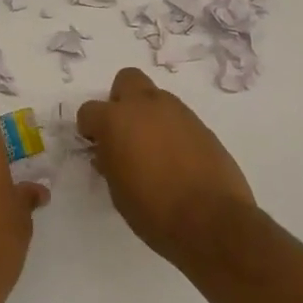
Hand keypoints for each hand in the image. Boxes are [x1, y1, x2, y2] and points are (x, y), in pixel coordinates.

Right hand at [77, 68, 255, 262]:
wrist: (212, 221)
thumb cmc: (154, 211)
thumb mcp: (118, 191)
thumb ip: (109, 162)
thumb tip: (108, 152)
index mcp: (116, 120)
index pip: (89, 110)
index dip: (90, 128)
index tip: (96, 145)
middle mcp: (146, 106)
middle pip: (127, 80)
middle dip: (121, 100)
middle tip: (125, 132)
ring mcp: (178, 112)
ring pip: (156, 98)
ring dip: (149, 115)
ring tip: (154, 150)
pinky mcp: (202, 125)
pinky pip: (178, 118)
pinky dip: (172, 130)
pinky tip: (177, 159)